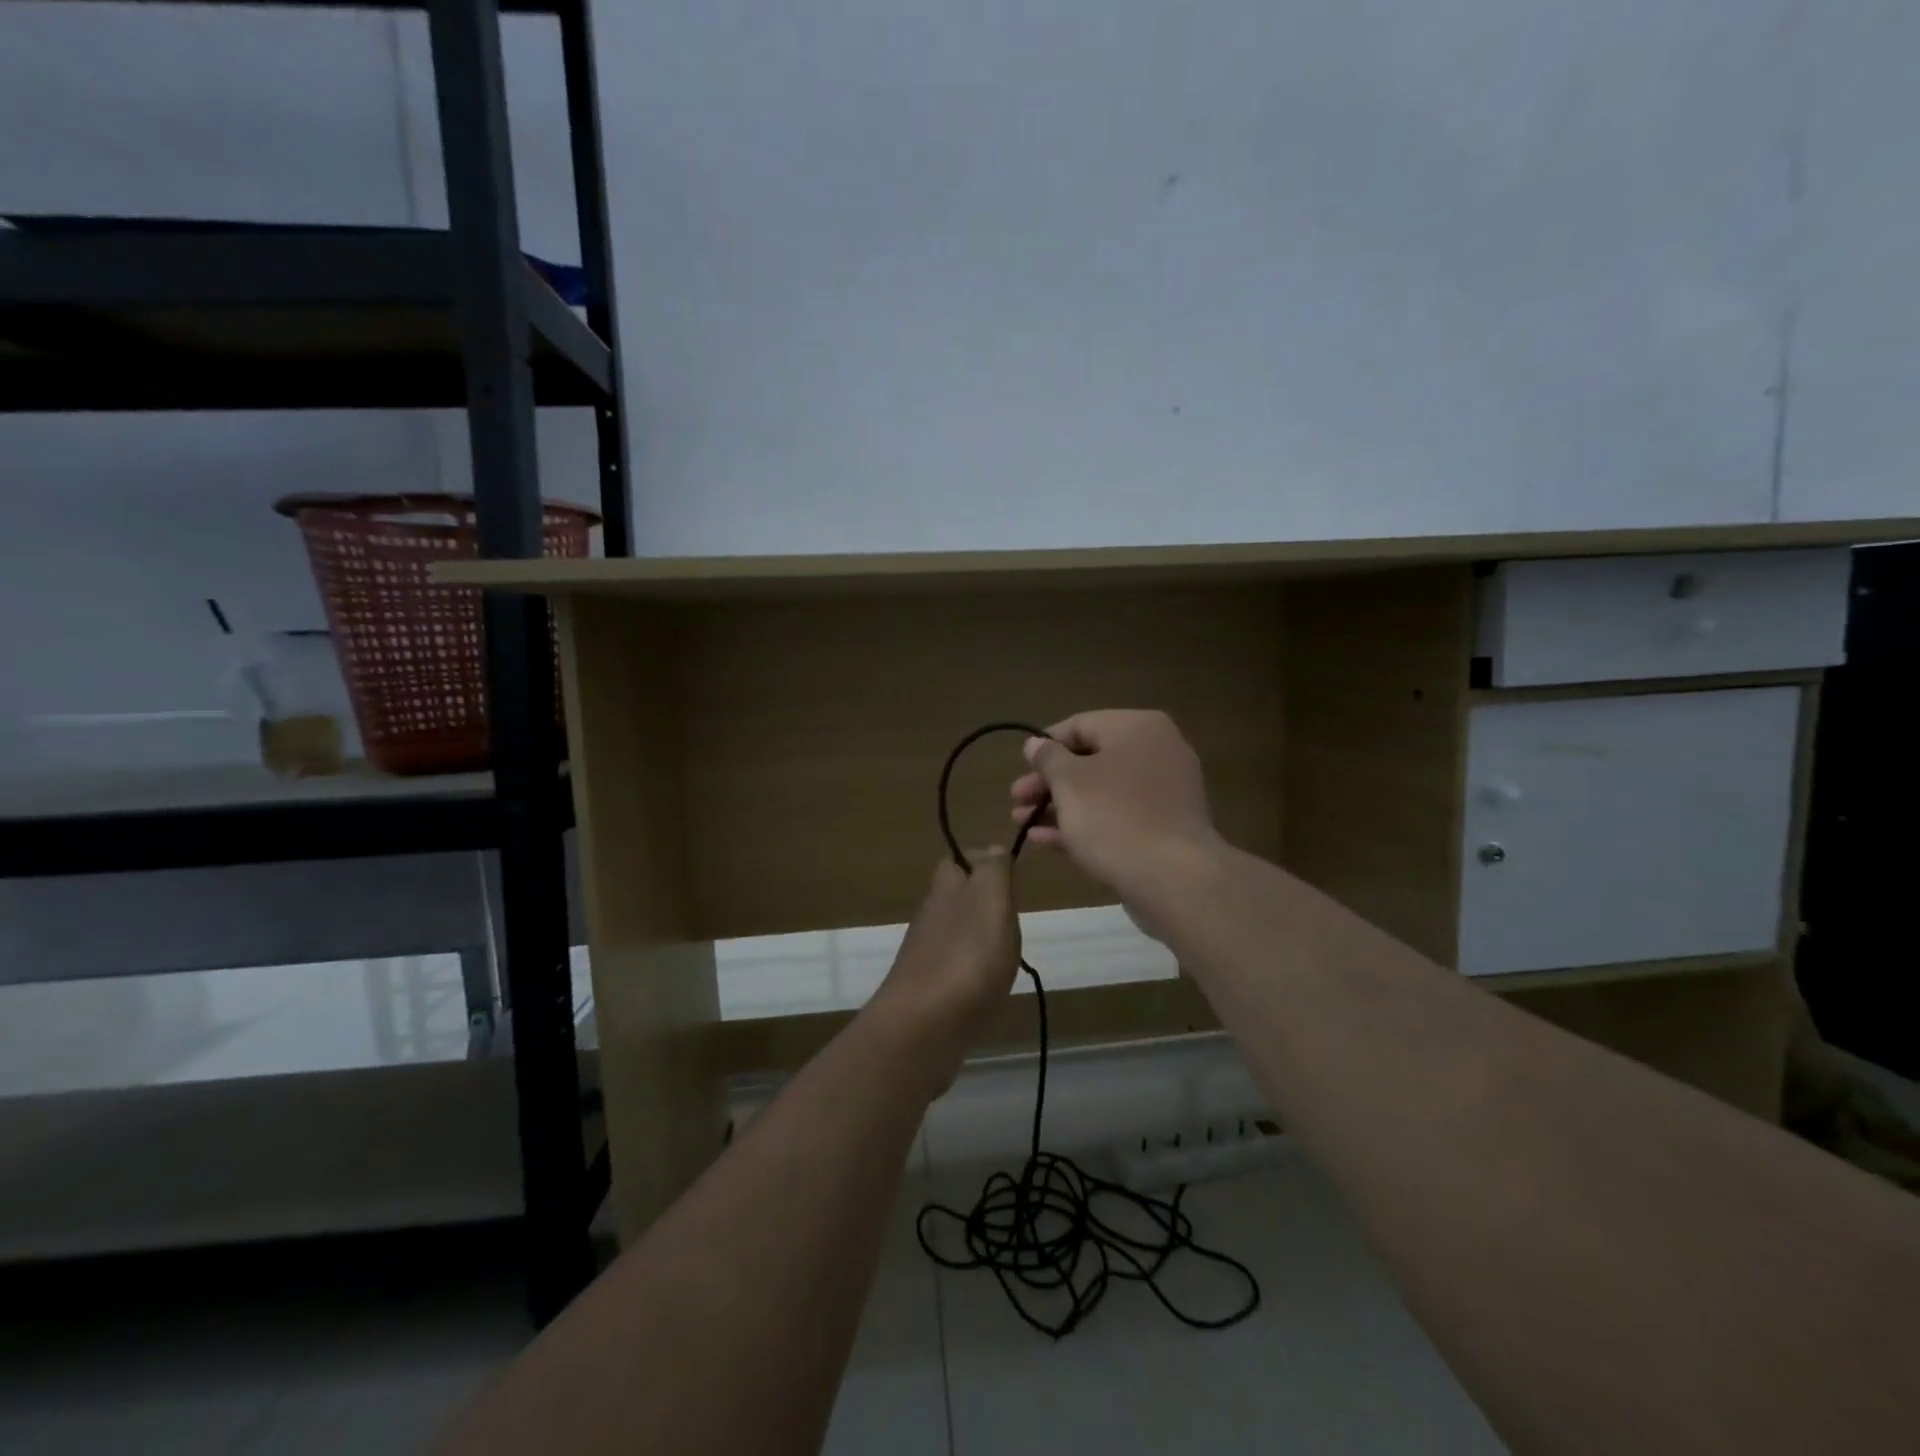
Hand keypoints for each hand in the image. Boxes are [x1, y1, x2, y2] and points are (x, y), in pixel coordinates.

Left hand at [868, 850, 1020, 1077]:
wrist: (922, 1028)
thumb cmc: (966, 957)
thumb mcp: (990, 900)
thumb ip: (994, 871)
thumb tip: (992, 849)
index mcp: (946, 888)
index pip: (961, 859)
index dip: (986, 862)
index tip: (1013, 878)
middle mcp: (932, 915)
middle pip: (959, 896)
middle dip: (986, 902)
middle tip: (1016, 919)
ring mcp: (927, 954)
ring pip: (958, 931)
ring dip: (982, 937)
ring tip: (1009, 954)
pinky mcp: (929, 989)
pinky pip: (957, 967)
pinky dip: (975, 970)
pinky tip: (989, 987)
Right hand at [1010, 710, 1221, 910]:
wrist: (1173, 879)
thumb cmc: (1114, 817)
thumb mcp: (1069, 782)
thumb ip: (1048, 758)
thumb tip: (1035, 743)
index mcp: (1138, 728)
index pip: (1081, 724)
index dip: (1045, 745)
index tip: (1021, 768)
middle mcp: (1157, 751)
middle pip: (1090, 760)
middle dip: (1048, 782)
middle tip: (1016, 800)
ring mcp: (1163, 792)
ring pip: (1101, 791)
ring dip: (1059, 805)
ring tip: (1022, 823)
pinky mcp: (1163, 828)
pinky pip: (1117, 816)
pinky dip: (1083, 823)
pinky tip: (1046, 841)